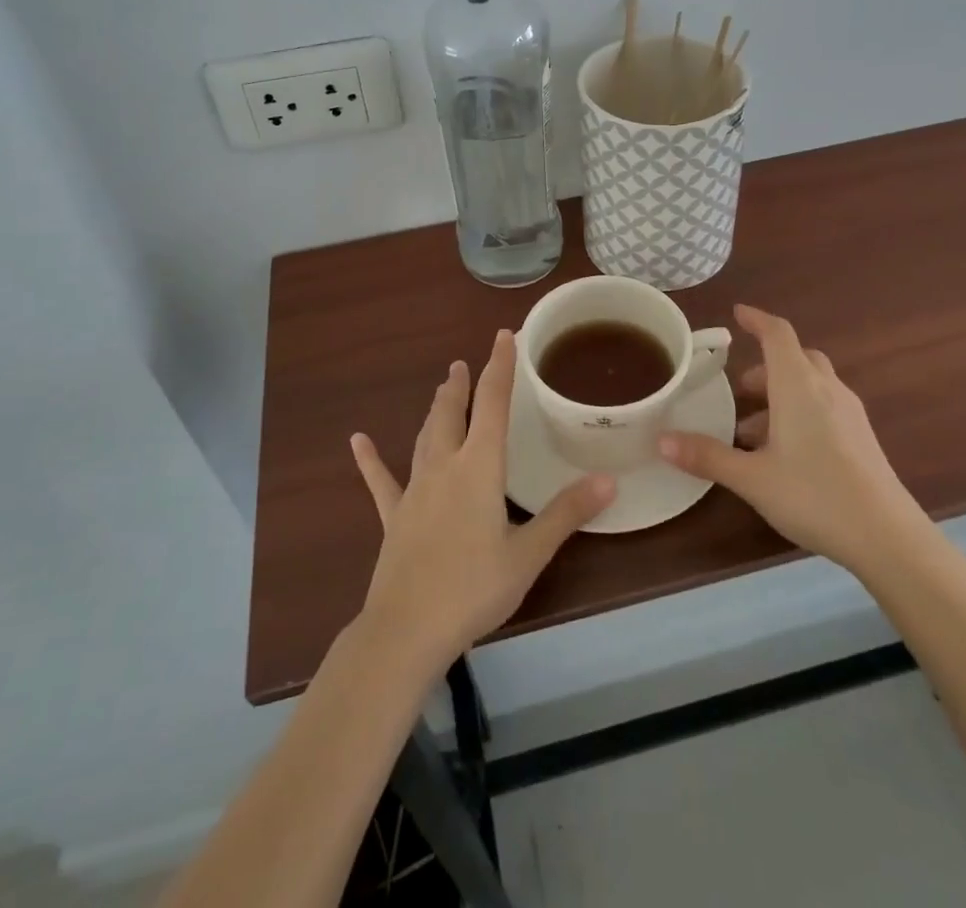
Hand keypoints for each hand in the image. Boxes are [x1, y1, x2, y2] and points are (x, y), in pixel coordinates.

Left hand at [350, 330, 614, 675]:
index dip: (499, 367)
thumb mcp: (529, 553)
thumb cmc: (474, 588)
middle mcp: (444, 467)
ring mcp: (414, 491)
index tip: (503, 337)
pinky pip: (381, 482)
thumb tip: (608, 480)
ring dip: (435, 410)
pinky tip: (357, 441)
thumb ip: (566, 513)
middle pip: (452, 414)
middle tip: (462, 364)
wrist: (407, 629)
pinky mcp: (394, 517)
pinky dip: (371, 460)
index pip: (492, 404)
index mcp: (479, 468)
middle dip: (461, 385)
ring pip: (425, 437)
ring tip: (442, 388)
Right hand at [658, 304, 923, 569]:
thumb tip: (661, 441)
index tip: (737, 313)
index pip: (777, 335)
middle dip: (765, 366)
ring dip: (781, 394)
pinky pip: (824, 406)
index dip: (756, 319)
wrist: (888, 537)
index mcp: (798, 386)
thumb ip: (707, 456)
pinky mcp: (862, 437)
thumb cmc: (814, 495)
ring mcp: (849, 413)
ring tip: (752, 432)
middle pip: (796, 358)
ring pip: (811, 384)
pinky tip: (785, 452)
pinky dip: (800, 412)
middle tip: (739, 389)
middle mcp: (826, 389)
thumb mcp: (752, 478)